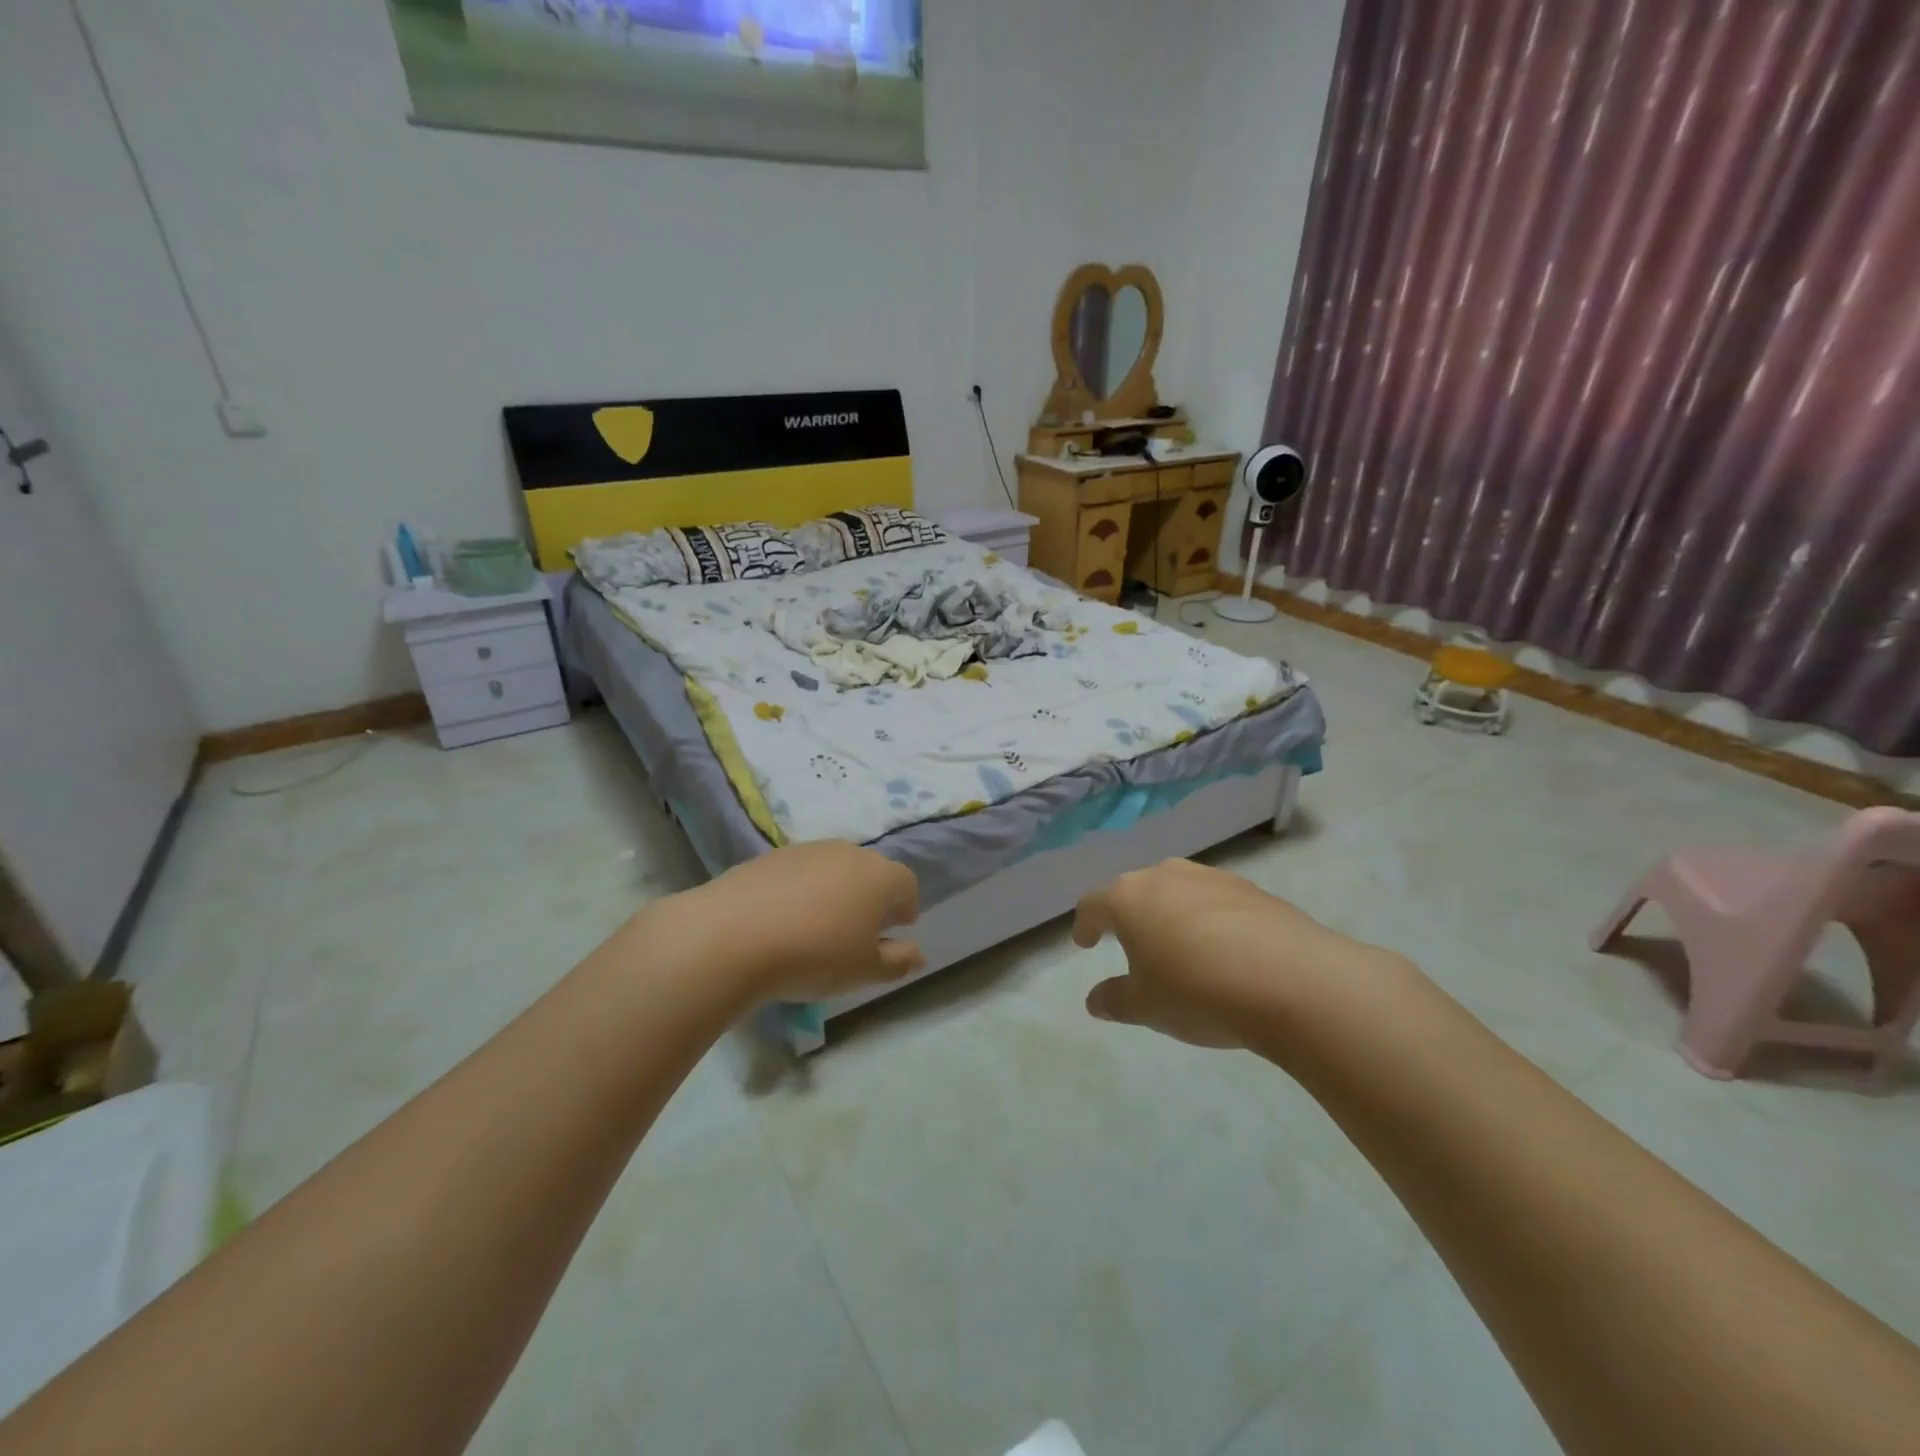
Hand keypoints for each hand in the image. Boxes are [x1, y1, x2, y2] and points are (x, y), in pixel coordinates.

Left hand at [697, 841, 923, 1002]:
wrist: (732, 936)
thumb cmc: (815, 955)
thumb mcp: (864, 970)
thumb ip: (898, 961)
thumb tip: (918, 952)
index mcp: (880, 876)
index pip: (907, 884)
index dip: (905, 907)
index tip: (894, 931)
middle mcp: (848, 852)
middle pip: (870, 871)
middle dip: (870, 898)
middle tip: (856, 932)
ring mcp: (806, 850)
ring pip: (833, 869)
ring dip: (834, 892)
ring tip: (817, 927)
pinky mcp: (769, 856)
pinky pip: (798, 873)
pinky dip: (799, 891)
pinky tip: (782, 921)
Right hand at [1073, 858, 1385, 1050]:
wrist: (1294, 981)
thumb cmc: (1199, 991)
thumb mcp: (1147, 1007)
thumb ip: (1115, 1000)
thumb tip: (1096, 1000)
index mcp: (1129, 898)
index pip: (1094, 904)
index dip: (1085, 924)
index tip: (1085, 943)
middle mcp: (1166, 876)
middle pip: (1135, 890)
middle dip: (1128, 915)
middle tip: (1130, 944)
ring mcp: (1212, 878)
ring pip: (1177, 890)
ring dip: (1170, 914)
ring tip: (1178, 948)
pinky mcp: (1252, 890)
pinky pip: (1215, 901)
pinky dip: (1208, 920)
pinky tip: (1223, 951)